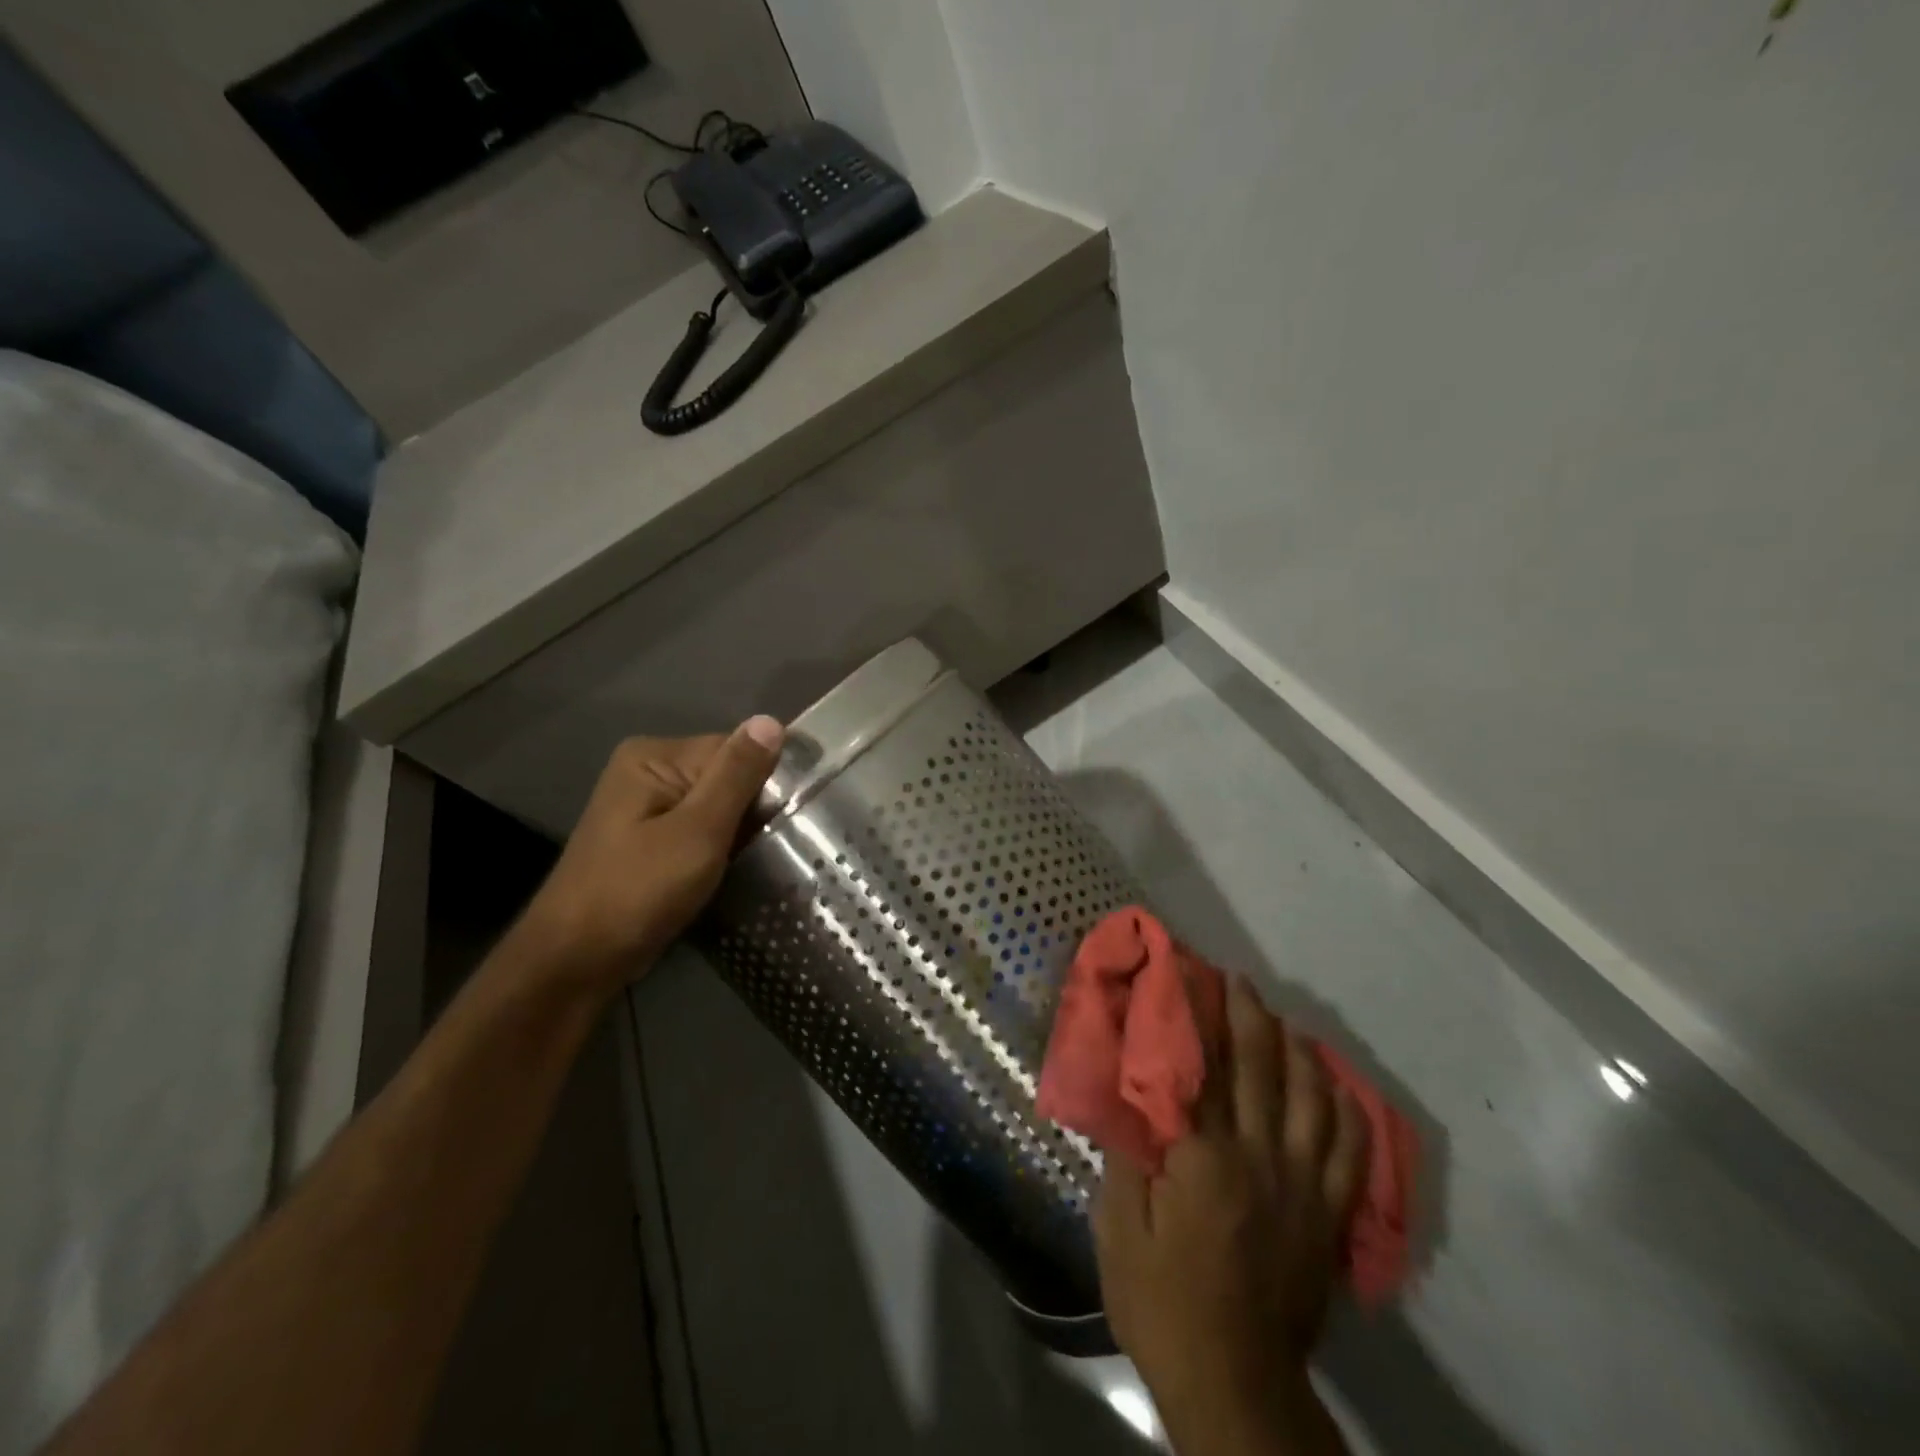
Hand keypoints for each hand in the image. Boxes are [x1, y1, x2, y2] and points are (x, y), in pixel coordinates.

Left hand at [516, 718, 783, 994]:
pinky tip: (734, 869)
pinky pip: (701, 829)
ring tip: (760, 860)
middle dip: (753, 808)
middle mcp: (647, 771)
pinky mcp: (650, 840)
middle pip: (726, 774)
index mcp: (654, 756)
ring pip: (717, 805)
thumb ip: (736, 775)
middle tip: (776, 845)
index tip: (789, 819)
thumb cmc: (638, 891)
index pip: (735, 749)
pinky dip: (721, 846)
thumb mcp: (698, 830)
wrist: (575, 962)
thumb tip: (771, 720)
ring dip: (740, 831)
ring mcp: (646, 807)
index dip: (766, 781)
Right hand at [1094, 976, 1367, 1455]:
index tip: (1189, 980)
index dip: (1194, 1019)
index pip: (1200, 1068)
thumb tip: (1129, 1090)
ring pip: (1310, 1099)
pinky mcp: (1327, 1216)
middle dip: (1247, 1016)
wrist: (1233, 1383)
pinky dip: (1346, 1109)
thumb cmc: (1162, 1302)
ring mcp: (1302, 1186)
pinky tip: (1336, 1084)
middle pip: (1258, 1069)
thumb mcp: (1118, 1227)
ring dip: (1297, 1051)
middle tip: (1238, 981)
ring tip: (1283, 1021)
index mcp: (1203, 1158)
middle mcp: (1259, 1159)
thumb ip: (1126, 1152)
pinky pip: (1349, 1150)